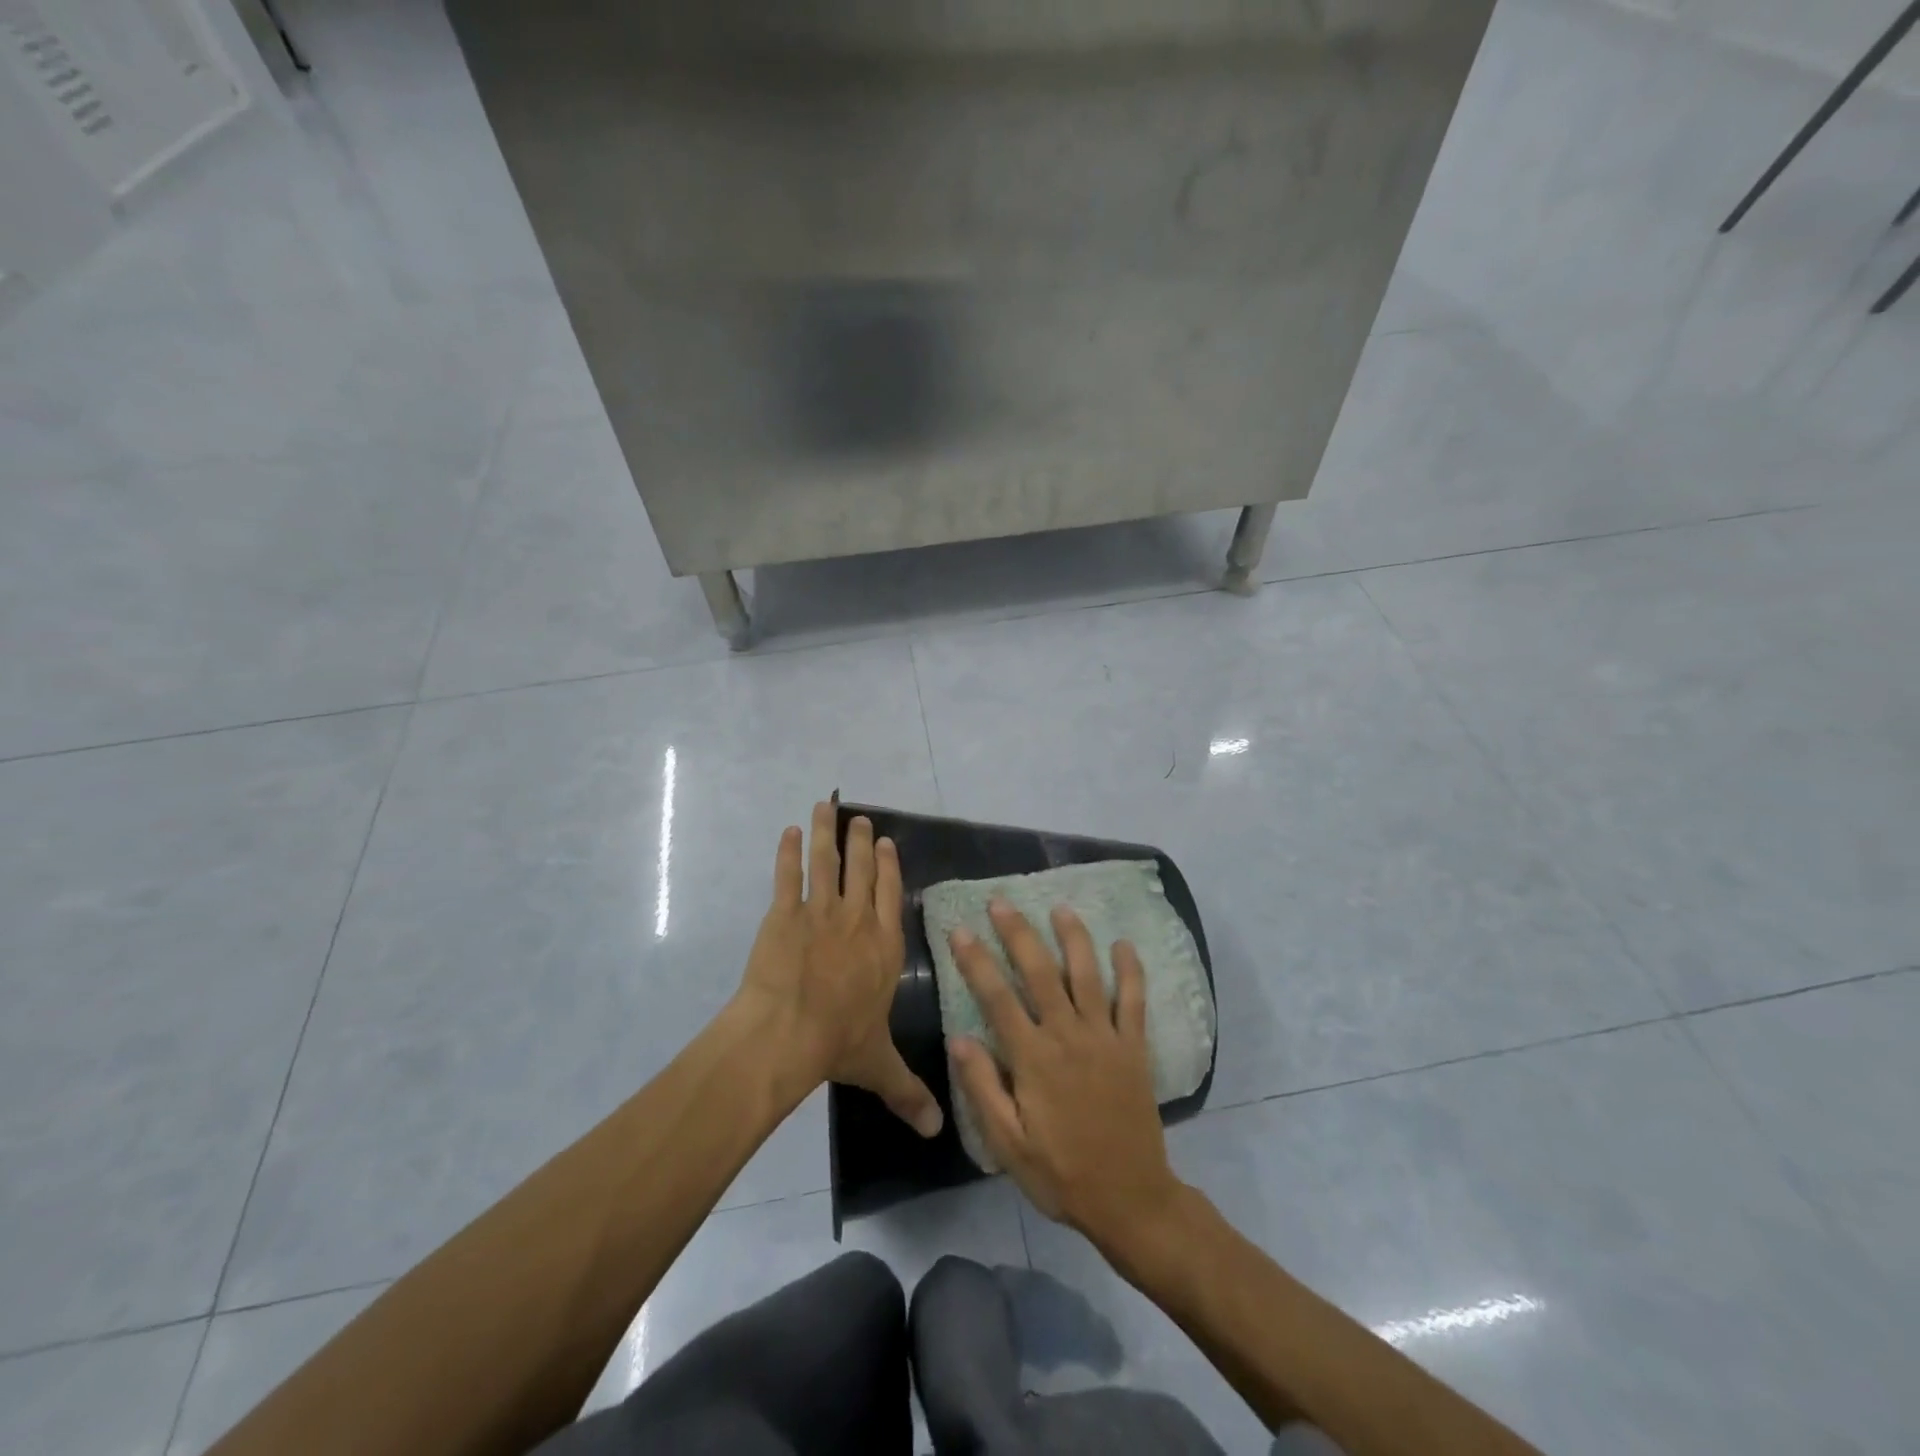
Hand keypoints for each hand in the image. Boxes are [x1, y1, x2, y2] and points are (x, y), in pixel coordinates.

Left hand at [734, 802, 942, 1138]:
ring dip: (826, 833)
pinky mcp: (784, 914)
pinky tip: (787, 833)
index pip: (890, 896)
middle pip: (862, 871)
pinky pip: (787, 876)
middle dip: (861, 842)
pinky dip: (786, 852)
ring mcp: (820, 913)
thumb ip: (908, 1092)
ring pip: (826, 863)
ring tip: (825, 807)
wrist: (787, 1034)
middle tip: (859, 819)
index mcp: (884, 947)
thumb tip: (938, 1132)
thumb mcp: (879, 1067)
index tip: (886, 843)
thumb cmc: (837, 1044)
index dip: (889, 867)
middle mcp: (857, 921)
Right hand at [947, 900, 1186, 1255]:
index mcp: (1033, 1058)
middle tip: (1001, 901)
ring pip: (1086, 973)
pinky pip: (1133, 999)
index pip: (997, 997)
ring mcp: (1105, 1037)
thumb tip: (959, 1038)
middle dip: (1018, 933)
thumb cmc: (1061, 1173)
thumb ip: (983, 1088)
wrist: (1130, 1199)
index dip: (976, 960)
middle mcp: (1068, 1036)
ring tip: (1059, 906)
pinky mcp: (1134, 1047)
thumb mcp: (1008, 1144)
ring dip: (1072, 937)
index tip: (960, 930)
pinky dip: (1130, 970)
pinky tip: (1123, 944)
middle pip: (1039, 972)